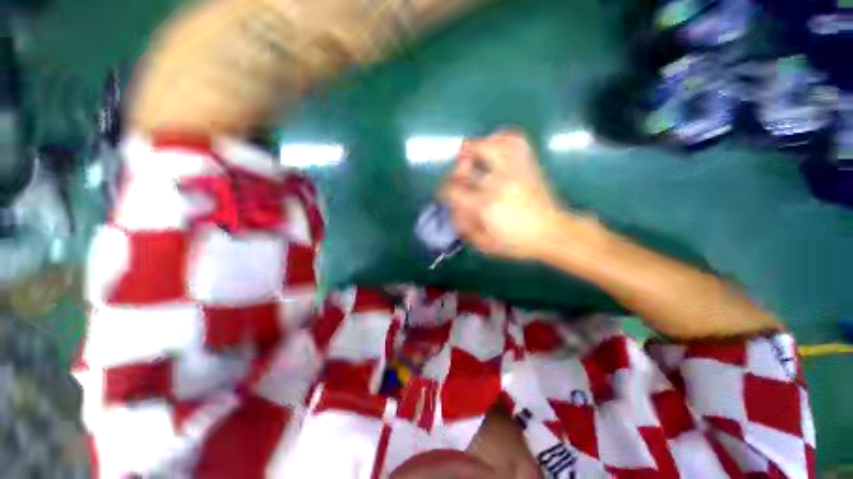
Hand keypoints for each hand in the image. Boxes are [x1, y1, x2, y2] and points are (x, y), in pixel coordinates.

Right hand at [440, 131, 565, 259]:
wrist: (552, 233)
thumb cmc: (517, 242)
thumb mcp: (485, 244)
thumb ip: (464, 227)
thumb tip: (453, 210)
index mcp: (484, 205)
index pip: (453, 190)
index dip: (445, 191)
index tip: (448, 195)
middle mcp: (497, 183)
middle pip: (467, 162)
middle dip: (458, 168)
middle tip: (461, 175)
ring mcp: (514, 170)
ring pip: (490, 144)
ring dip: (477, 147)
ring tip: (476, 156)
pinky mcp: (528, 165)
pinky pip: (514, 140)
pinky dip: (501, 138)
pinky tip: (496, 146)